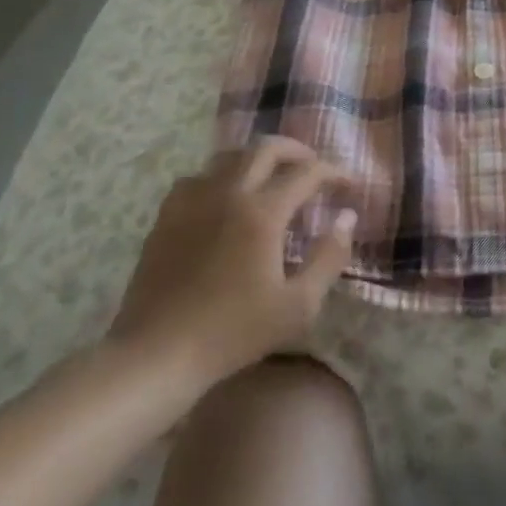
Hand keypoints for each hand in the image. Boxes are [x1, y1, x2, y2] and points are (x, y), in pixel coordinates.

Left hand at [109, 138, 355, 391]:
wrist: (155, 357)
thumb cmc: (233, 333)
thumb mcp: (299, 305)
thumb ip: (330, 256)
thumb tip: (347, 217)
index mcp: (263, 212)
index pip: (308, 172)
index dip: (335, 173)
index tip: (350, 186)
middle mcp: (228, 194)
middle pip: (266, 148)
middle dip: (298, 151)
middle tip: (314, 169)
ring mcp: (192, 202)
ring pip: (230, 157)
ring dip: (258, 160)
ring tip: (272, 178)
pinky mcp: (165, 218)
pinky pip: (197, 178)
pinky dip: (220, 178)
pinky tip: (224, 199)